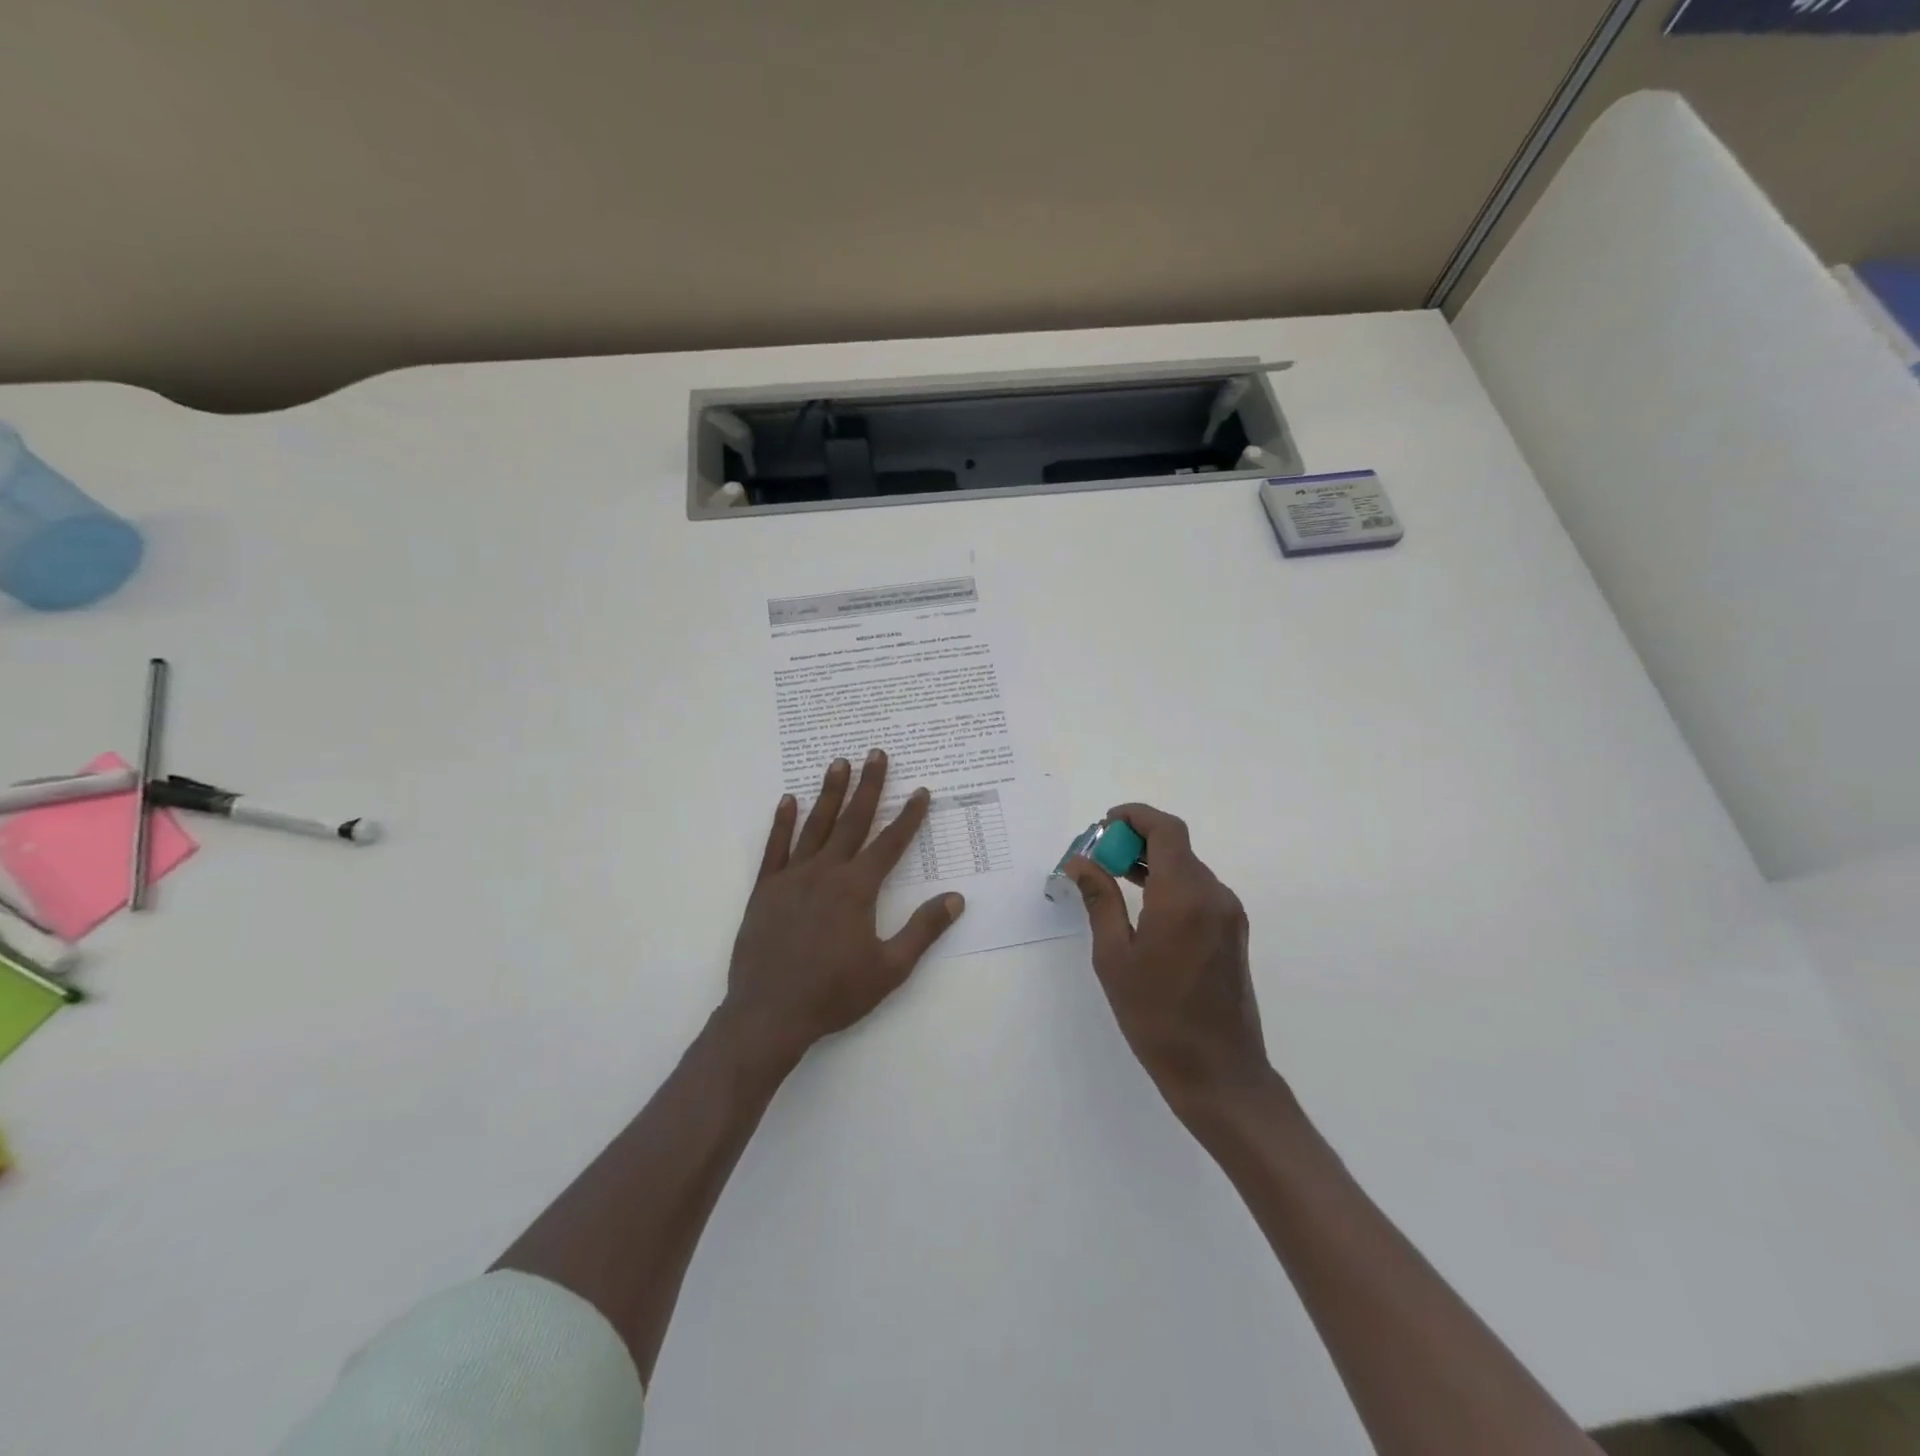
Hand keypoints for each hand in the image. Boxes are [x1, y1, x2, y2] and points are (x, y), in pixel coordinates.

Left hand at [725, 750, 964, 1065]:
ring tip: (839, 762)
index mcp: (858, 889)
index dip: (909, 817)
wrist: (769, 1014)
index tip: (922, 791)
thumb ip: (923, 930)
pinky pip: (775, 847)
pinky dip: (782, 822)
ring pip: (815, 825)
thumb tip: (956, 898)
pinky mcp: (765, 889)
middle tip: (877, 754)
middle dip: (869, 786)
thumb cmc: (834, 994)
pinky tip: (788, 800)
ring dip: (829, 793)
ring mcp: (792, 877)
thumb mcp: (890, 968)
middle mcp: (826, 872)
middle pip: (853, 821)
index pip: (890, 843)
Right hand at [1065, 804, 1268, 1109]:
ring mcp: (1228, 914)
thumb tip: (1080, 862)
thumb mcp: (1114, 957)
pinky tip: (1143, 905)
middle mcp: (1214, 895)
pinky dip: (1169, 884)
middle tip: (1098, 857)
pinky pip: (1198, 891)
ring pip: (1188, 867)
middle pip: (1176, 846)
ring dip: (1152, 862)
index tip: (1104, 824)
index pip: (1165, 830)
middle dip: (1136, 841)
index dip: (1135, 816)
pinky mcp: (1232, 932)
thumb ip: (1099, 900)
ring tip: (1112, 878)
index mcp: (1184, 896)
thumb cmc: (1156, 1016)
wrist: (1218, 1072)